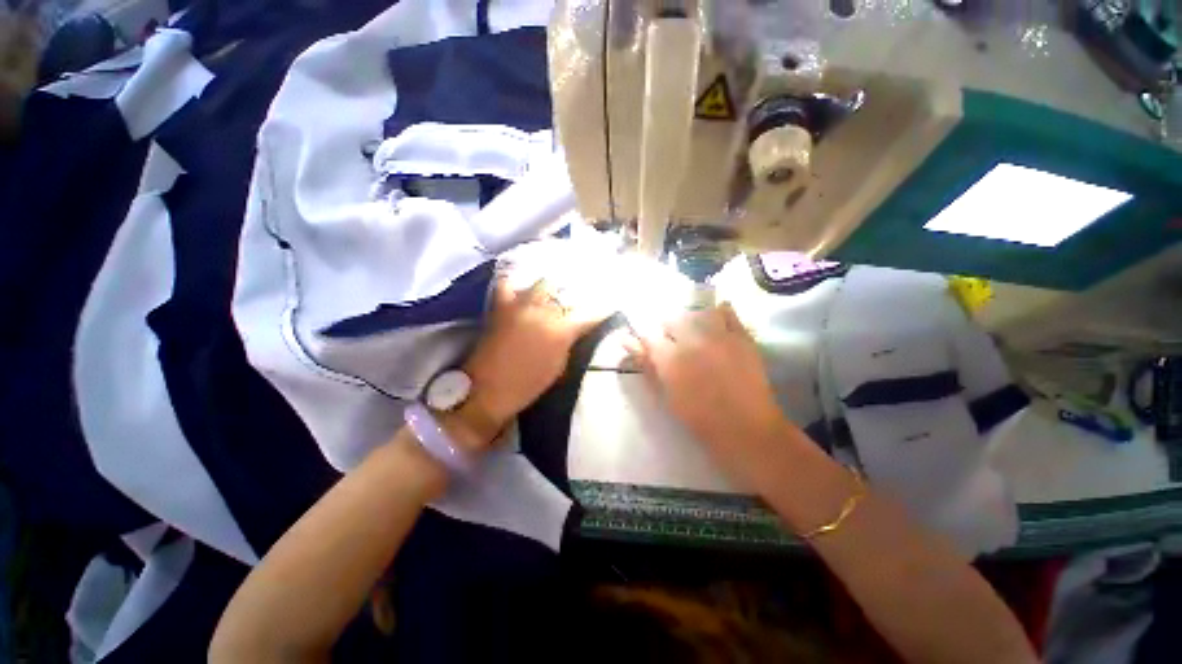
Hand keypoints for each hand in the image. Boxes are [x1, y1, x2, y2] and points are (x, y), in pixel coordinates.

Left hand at [460, 277, 605, 439]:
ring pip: (542, 282)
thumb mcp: (560, 365)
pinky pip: (508, 284)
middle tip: (576, 300)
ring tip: (552, 293)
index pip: (591, 313)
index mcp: (561, 330)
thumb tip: (576, 328)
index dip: (603, 309)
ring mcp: (521, 304)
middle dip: (573, 294)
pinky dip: (516, 285)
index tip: (609, 306)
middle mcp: (544, 311)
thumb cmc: (529, 384)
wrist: (488, 388)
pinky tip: (521, 290)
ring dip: (550, 288)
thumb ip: (570, 340)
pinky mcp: (501, 305)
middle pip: (566, 290)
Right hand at [624, 303, 790, 485]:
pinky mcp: (741, 337)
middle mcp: (692, 340)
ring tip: (697, 335)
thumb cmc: (700, 419)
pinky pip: (729, 313)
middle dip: (669, 331)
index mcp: (670, 358)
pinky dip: (722, 313)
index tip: (649, 344)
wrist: (747, 429)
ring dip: (693, 321)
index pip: (648, 335)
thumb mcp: (666, 396)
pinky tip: (718, 320)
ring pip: (699, 312)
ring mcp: (719, 336)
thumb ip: (647, 366)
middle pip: (673, 320)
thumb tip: (627, 342)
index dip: (646, 338)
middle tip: (675, 346)